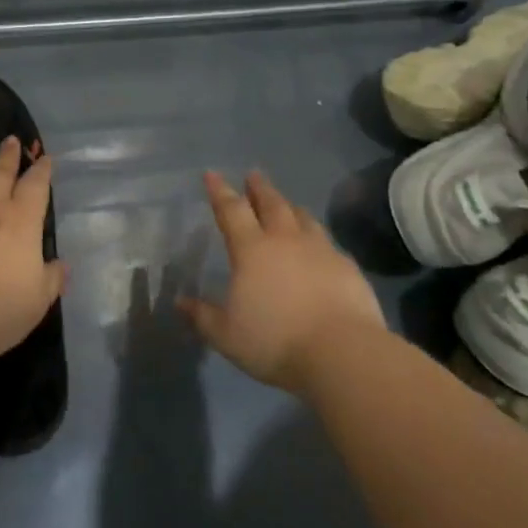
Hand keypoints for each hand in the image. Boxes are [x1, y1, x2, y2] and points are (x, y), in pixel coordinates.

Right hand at [179, 170, 388, 392]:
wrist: (342, 354)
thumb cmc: (275, 341)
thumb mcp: (227, 335)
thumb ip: (203, 316)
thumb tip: (180, 303)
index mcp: (251, 250)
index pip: (232, 210)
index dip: (220, 191)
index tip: (212, 174)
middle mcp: (285, 240)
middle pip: (271, 204)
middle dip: (259, 188)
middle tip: (254, 175)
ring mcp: (321, 250)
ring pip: (303, 218)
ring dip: (290, 208)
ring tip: (286, 204)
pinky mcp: (348, 267)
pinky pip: (328, 243)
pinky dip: (317, 237)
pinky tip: (320, 246)